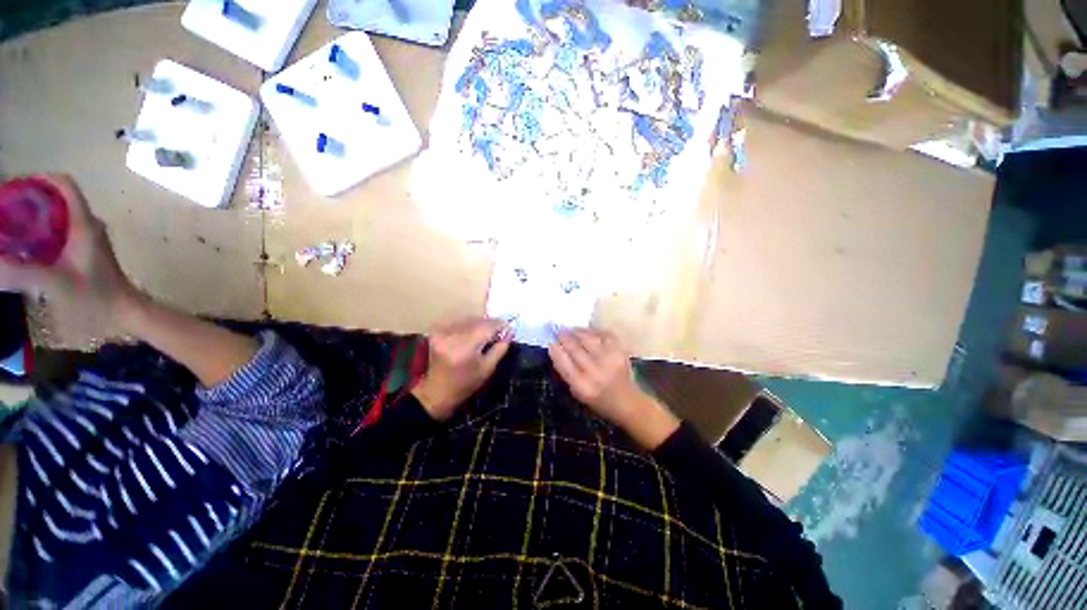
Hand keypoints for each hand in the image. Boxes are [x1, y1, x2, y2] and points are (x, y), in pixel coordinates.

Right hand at [0, 174, 142, 343]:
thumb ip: (22, 272)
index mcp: (84, 223)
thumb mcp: (56, 283)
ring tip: (7, 230)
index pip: (64, 184)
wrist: (126, 310)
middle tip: (3, 212)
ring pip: (57, 216)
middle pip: (57, 198)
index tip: (12, 189)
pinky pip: (58, 232)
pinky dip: (39, 234)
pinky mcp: (85, 251)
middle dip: (28, 200)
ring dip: (32, 218)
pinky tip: (23, 249)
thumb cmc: (96, 296)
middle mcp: (88, 224)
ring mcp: (88, 237)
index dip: (38, 179)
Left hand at [412, 318, 511, 421]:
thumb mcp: (488, 368)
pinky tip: (471, 335)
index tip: (508, 328)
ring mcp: (442, 333)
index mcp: (465, 348)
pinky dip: (467, 325)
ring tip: (486, 334)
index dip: (500, 325)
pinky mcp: (437, 332)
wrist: (437, 392)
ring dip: (479, 324)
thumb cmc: (466, 384)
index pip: (487, 326)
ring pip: (469, 319)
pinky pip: (458, 322)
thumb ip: (500, 348)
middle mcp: (452, 336)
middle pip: (478, 321)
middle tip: (499, 332)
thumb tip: (510, 331)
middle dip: (490, 324)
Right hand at [549, 329, 678, 448]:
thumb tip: (556, 349)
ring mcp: (609, 360)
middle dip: (564, 337)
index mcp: (581, 386)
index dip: (555, 350)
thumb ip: (566, 372)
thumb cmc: (598, 400)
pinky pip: (603, 334)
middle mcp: (595, 372)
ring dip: (577, 331)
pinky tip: (587, 332)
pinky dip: (593, 331)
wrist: (627, 402)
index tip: (551, 342)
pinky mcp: (620, 351)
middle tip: (559, 330)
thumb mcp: (577, 392)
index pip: (563, 362)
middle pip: (574, 348)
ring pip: (588, 338)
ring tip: (571, 330)